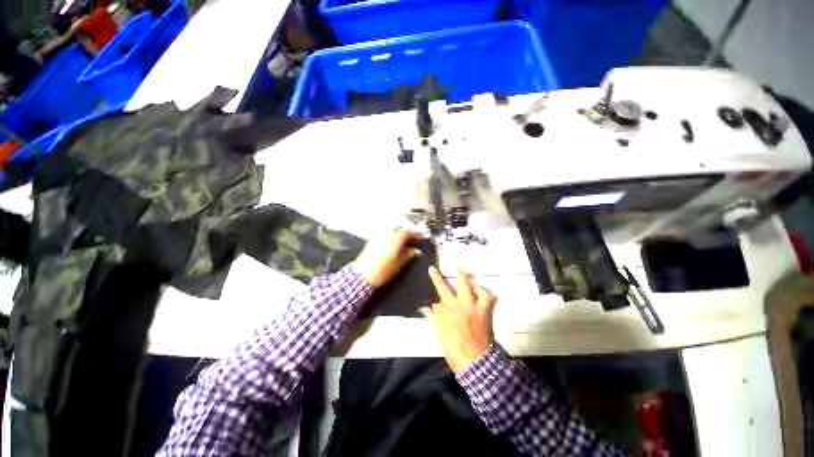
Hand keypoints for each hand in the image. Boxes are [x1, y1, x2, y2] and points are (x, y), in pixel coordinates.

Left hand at [353, 229, 420, 287]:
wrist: (362, 275)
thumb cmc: (383, 270)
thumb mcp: (399, 263)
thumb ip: (408, 254)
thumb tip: (416, 250)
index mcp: (395, 238)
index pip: (408, 232)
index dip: (415, 235)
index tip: (419, 239)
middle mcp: (387, 234)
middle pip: (399, 230)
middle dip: (407, 234)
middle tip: (412, 241)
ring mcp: (378, 236)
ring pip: (392, 231)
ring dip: (398, 235)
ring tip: (403, 243)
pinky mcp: (372, 240)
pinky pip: (385, 235)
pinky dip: (391, 237)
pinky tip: (392, 245)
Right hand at [422, 267, 496, 375]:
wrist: (476, 362)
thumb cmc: (455, 352)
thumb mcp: (440, 337)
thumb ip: (434, 320)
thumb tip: (426, 309)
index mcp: (443, 314)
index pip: (435, 303)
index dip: (432, 305)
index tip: (431, 304)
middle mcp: (455, 306)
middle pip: (443, 288)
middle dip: (437, 278)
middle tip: (433, 269)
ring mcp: (470, 306)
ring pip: (465, 285)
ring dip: (461, 275)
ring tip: (458, 267)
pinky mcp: (483, 310)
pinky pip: (486, 296)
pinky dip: (483, 291)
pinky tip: (479, 287)